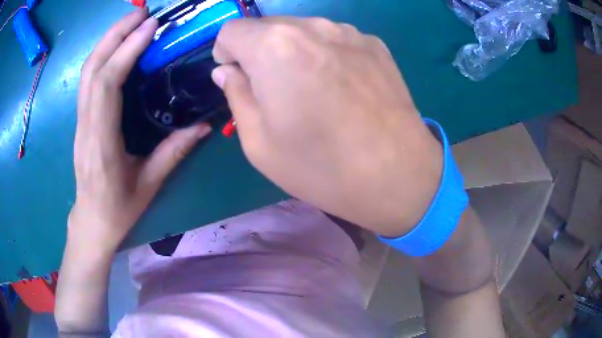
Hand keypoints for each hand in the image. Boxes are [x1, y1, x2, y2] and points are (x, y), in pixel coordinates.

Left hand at [69, 8, 210, 252]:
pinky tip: (118, 46)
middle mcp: (86, 126)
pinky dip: (103, 55)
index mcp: (103, 143)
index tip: (149, 27)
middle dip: (115, 34)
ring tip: (131, 22)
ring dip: (107, 40)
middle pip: (92, 69)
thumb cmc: (118, 209)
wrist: (91, 221)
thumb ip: (174, 151)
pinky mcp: (80, 119)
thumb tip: (203, 124)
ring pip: (86, 72)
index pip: (107, 86)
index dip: (125, 51)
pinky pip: (88, 80)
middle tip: (141, 13)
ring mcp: (80, 121)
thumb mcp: (149, 184)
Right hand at [212, 17, 442, 236]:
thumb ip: (236, 95)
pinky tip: (342, 89)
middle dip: (258, 52)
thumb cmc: (321, 166)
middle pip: (267, 27)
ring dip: (293, 53)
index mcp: (274, 46)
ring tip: (312, 92)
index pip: (232, 31)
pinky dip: (325, 55)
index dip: (226, 54)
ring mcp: (349, 32)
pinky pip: (334, 40)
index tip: (238, 78)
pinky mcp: (376, 45)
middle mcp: (312, 26)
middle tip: (274, 91)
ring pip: (302, 31)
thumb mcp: (259, 142)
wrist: (398, 175)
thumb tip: (227, 71)